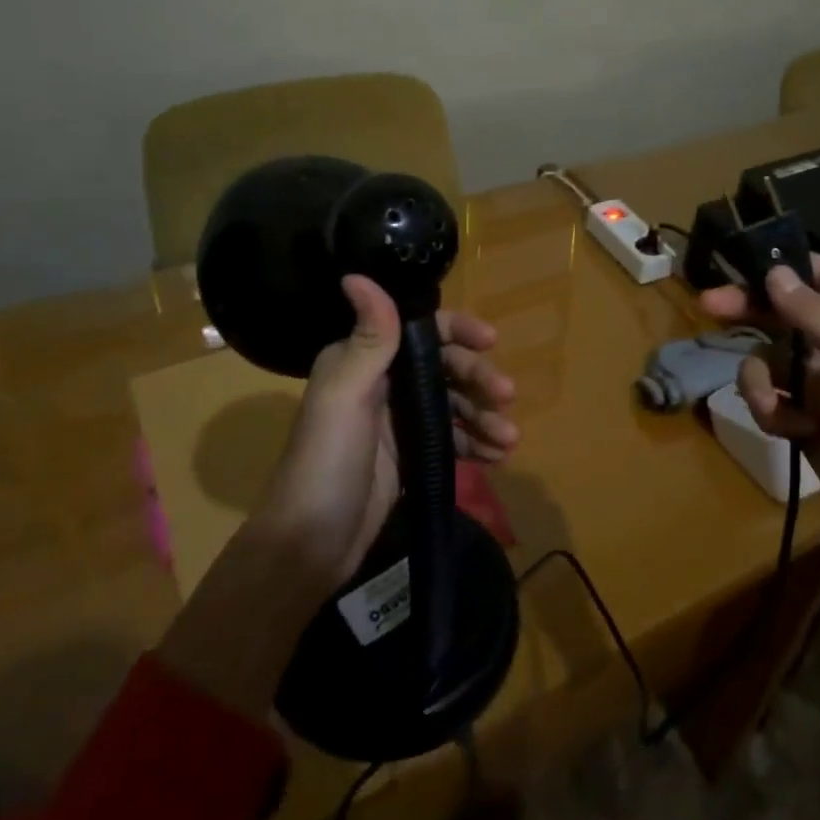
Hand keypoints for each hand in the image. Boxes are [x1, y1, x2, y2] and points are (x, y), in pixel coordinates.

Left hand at [257, 275, 518, 593]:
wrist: (309, 546)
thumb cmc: (327, 463)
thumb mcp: (346, 396)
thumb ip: (367, 339)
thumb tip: (357, 273)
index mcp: (362, 361)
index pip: (418, 331)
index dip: (457, 332)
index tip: (491, 342)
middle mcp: (381, 385)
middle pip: (444, 368)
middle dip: (479, 380)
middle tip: (507, 398)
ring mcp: (397, 423)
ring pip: (453, 406)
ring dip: (485, 417)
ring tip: (510, 441)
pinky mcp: (409, 458)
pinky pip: (452, 440)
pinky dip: (476, 444)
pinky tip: (498, 458)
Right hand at [699, 256, 819, 564]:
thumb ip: (813, 312)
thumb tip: (775, 271)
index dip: (784, 265)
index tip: (740, 263)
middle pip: (783, 313)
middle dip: (748, 312)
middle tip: (707, 305)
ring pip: (768, 360)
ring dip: (759, 379)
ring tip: (771, 405)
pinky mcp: (807, 421)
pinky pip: (771, 399)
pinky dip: (771, 411)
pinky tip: (792, 431)